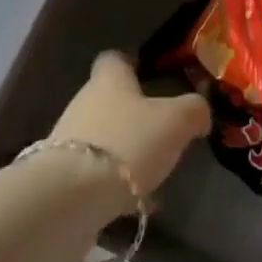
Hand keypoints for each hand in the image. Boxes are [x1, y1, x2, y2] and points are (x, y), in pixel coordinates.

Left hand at [50, 51, 210, 202]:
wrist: (71, 198)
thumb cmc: (128, 143)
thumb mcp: (176, 121)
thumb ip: (194, 110)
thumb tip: (199, 111)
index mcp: (109, 80)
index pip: (114, 59)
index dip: (131, 64)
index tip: (150, 76)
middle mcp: (84, 103)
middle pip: (108, 100)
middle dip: (133, 114)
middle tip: (162, 131)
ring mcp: (69, 142)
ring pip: (103, 138)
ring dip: (125, 151)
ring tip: (153, 172)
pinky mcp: (62, 178)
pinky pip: (95, 174)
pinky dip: (115, 184)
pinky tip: (137, 203)